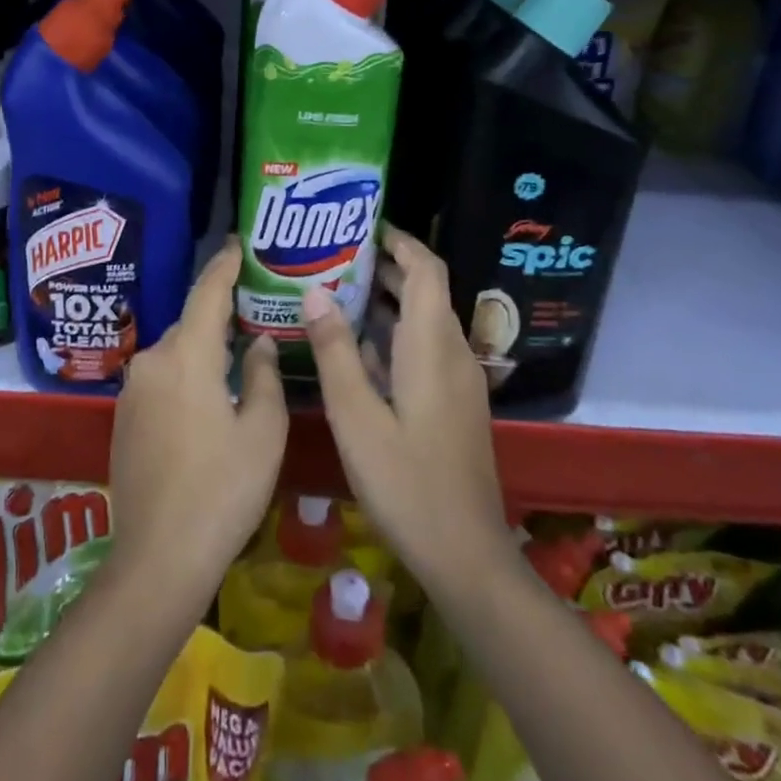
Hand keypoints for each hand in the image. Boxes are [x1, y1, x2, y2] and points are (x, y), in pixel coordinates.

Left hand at [108, 239, 287, 607]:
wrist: (158, 558)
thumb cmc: (222, 491)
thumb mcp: (262, 433)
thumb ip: (264, 376)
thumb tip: (260, 344)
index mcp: (186, 356)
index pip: (207, 294)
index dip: (225, 266)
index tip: (238, 244)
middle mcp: (151, 361)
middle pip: (190, 325)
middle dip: (219, 318)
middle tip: (254, 317)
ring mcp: (131, 390)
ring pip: (175, 354)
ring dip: (201, 352)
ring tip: (235, 362)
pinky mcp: (122, 418)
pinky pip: (160, 380)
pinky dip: (184, 377)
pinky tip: (206, 403)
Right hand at [303, 226, 509, 588]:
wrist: (466, 555)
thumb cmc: (407, 482)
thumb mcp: (356, 416)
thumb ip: (335, 350)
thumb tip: (314, 291)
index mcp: (432, 345)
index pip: (426, 269)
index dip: (399, 241)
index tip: (362, 225)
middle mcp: (452, 352)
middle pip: (424, 291)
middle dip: (384, 267)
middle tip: (332, 256)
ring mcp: (457, 380)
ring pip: (423, 321)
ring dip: (385, 302)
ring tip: (334, 292)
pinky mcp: (453, 404)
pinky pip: (423, 349)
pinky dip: (392, 335)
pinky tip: (354, 348)